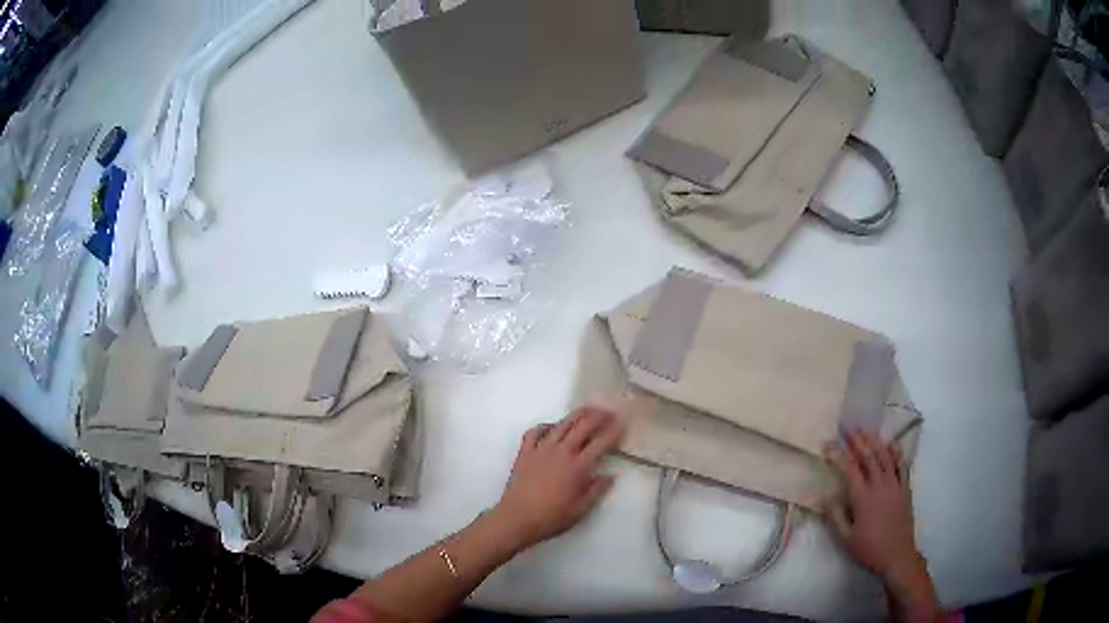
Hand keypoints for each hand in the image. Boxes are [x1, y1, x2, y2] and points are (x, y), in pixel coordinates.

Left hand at [493, 407, 623, 550]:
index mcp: (578, 467)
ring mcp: (541, 449)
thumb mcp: (580, 510)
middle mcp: (561, 452)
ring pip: (562, 424)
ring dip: (577, 415)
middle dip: (599, 416)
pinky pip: (535, 432)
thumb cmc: (551, 518)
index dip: (614, 431)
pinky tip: (551, 427)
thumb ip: (596, 491)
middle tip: (609, 412)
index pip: (601, 442)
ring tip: (588, 410)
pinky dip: (545, 426)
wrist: (516, 518)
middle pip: (583, 426)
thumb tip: (610, 476)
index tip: (622, 423)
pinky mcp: (525, 452)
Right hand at [827, 430, 936, 619]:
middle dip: (857, 441)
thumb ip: (835, 516)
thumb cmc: (869, 548)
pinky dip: (895, 452)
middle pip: (869, 457)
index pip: (850, 469)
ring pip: (885, 456)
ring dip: (875, 441)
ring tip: (867, 430)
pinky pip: (901, 465)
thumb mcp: (845, 538)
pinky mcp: (905, 488)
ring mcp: (895, 484)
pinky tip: (891, 444)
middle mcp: (880, 485)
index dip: (838, 454)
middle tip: (848, 428)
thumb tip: (826, 496)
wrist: (896, 554)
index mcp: (863, 497)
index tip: (828, 443)